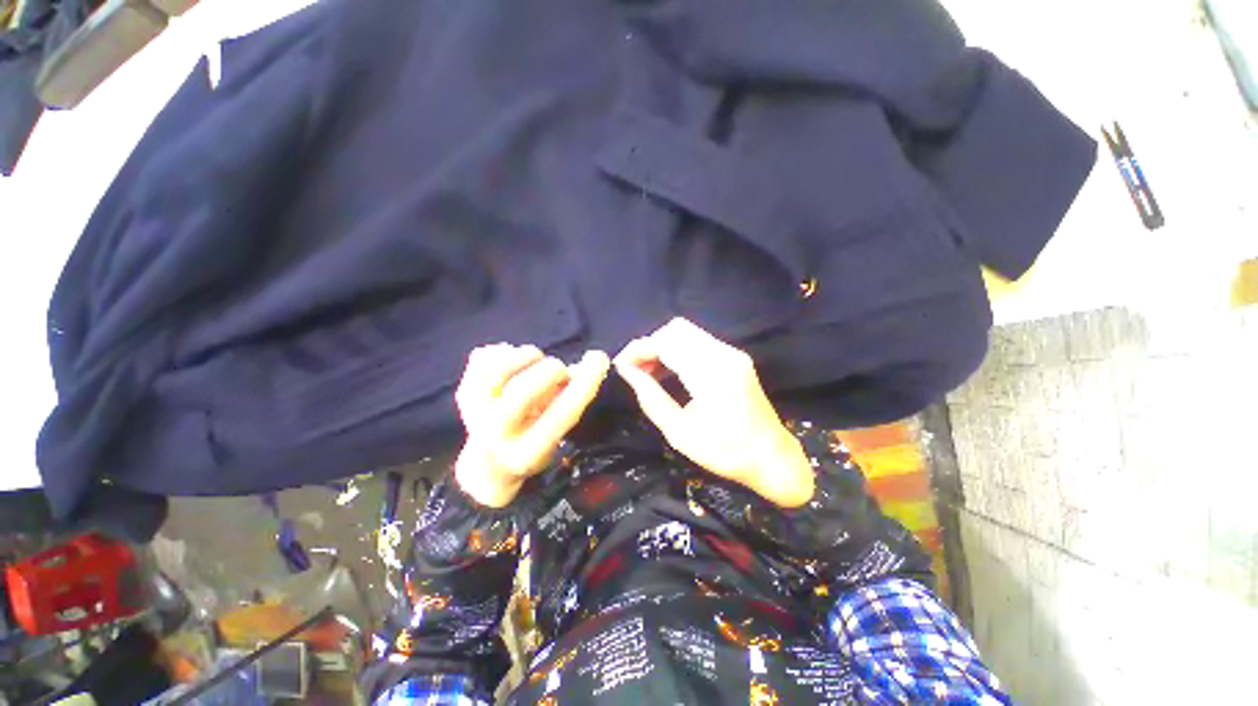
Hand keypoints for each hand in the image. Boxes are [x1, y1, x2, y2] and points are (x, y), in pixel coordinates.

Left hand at [454, 344, 610, 506]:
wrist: (488, 464)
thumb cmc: (534, 446)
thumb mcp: (558, 436)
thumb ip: (572, 402)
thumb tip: (589, 363)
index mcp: (527, 452)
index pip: (563, 412)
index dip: (586, 382)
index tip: (600, 357)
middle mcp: (495, 435)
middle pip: (524, 389)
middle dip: (552, 369)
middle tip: (559, 371)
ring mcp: (473, 412)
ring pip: (499, 368)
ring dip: (528, 356)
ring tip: (537, 362)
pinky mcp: (462, 392)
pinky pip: (485, 356)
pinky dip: (505, 351)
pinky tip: (515, 362)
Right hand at [614, 318, 813, 507]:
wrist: (771, 457)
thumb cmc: (725, 452)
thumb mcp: (679, 432)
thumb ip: (650, 397)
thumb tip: (626, 371)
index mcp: (711, 374)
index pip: (667, 343)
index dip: (639, 349)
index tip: (621, 364)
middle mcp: (724, 354)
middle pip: (676, 329)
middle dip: (650, 345)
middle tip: (634, 369)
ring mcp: (732, 354)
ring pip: (687, 333)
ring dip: (663, 346)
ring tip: (647, 372)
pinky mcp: (735, 358)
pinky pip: (698, 343)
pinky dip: (677, 351)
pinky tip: (667, 371)